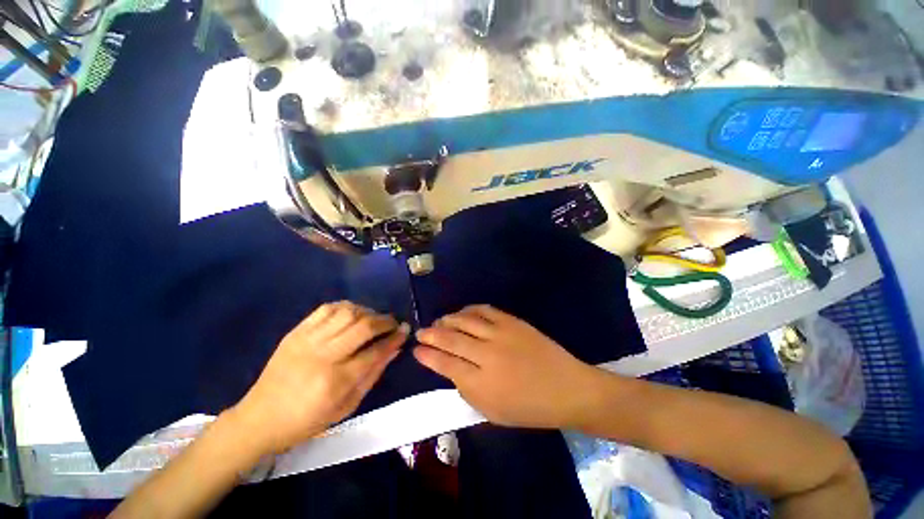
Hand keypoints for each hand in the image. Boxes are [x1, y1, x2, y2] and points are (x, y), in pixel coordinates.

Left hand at [229, 302, 407, 455]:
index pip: (375, 352)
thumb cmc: (307, 420)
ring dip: (367, 312)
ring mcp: (307, 340)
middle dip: (385, 321)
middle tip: (393, 323)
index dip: (394, 338)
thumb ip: (373, 375)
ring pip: (347, 312)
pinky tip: (352, 314)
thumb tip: (394, 349)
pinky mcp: (296, 331)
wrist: (260, 418)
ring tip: (373, 319)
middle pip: (363, 327)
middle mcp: (323, 356)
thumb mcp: (346, 407)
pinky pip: (326, 308)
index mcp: (335, 382)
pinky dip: (345, 307)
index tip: (405, 331)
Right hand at [414, 305, 604, 429]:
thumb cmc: (529, 408)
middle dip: (431, 335)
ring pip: (465, 321)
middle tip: (420, 332)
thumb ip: (467, 391)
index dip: (427, 356)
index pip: (445, 364)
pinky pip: (484, 310)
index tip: (416, 350)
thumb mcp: (492, 413)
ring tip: (439, 321)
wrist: (566, 388)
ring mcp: (500, 334)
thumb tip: (450, 370)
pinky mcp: (512, 321)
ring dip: (447, 320)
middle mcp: (487, 354)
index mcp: (481, 383)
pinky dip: (469, 309)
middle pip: (451, 339)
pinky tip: (462, 312)